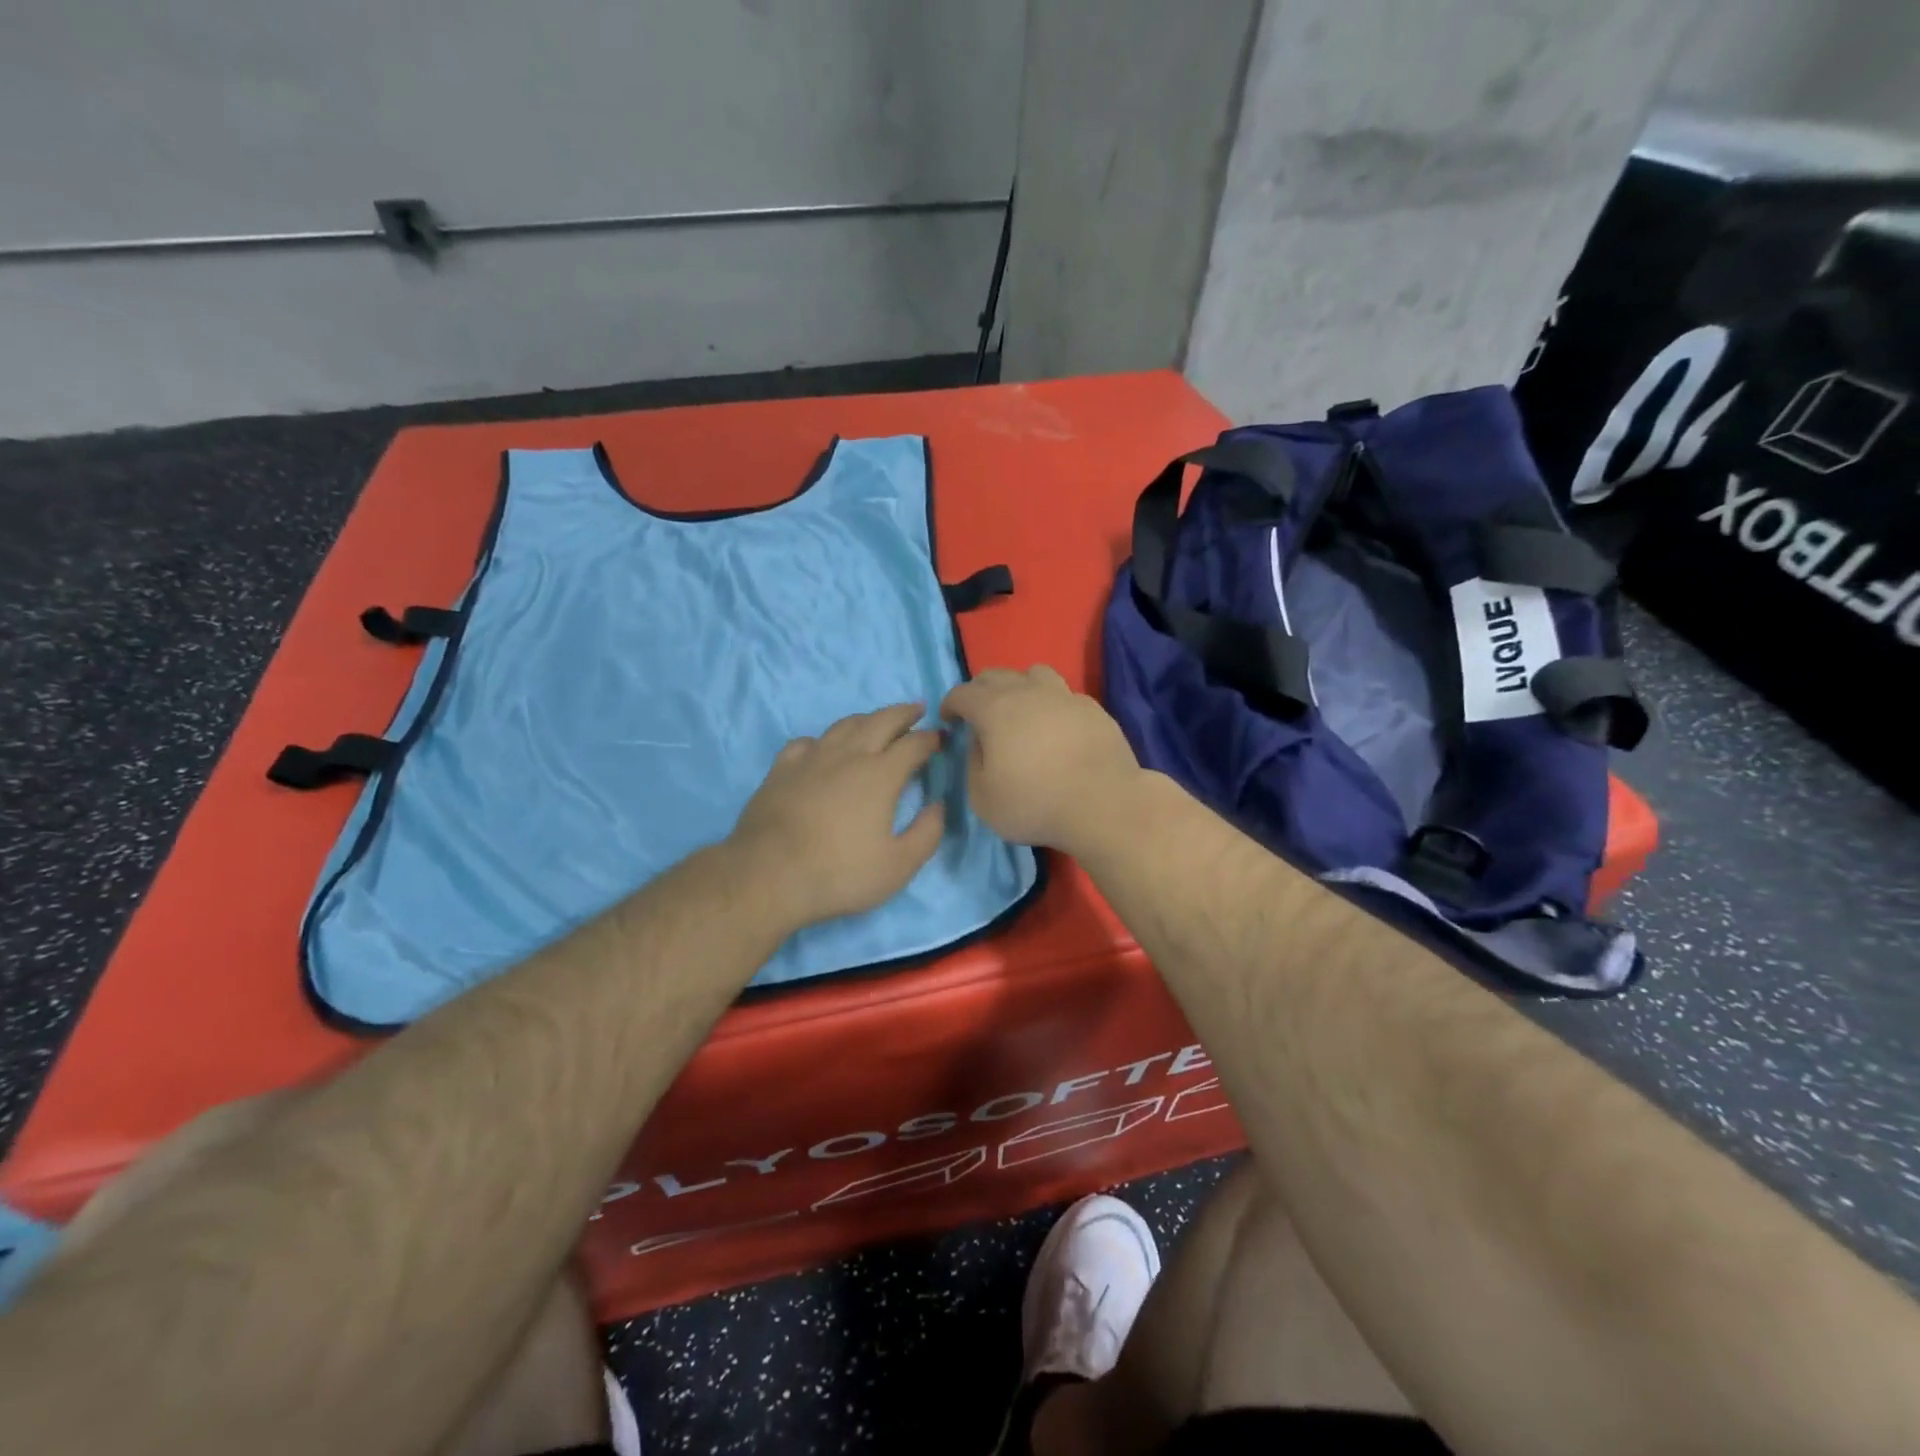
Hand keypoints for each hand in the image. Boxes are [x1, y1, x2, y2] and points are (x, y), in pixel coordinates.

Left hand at [729, 703, 945, 929]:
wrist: (769, 874)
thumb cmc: (839, 872)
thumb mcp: (898, 866)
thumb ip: (927, 834)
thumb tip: (938, 806)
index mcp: (881, 774)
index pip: (914, 744)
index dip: (931, 739)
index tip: (940, 739)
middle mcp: (849, 755)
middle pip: (882, 721)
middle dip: (904, 713)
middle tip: (917, 710)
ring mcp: (812, 758)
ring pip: (845, 725)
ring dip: (867, 719)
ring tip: (877, 722)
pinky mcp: (783, 768)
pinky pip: (808, 741)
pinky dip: (824, 739)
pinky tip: (824, 749)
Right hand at [940, 666, 1142, 853]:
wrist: (1104, 805)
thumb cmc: (1035, 804)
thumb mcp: (983, 798)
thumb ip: (973, 764)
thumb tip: (980, 743)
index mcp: (995, 709)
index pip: (962, 693)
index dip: (950, 704)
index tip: (948, 719)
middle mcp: (1029, 692)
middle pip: (996, 675)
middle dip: (980, 690)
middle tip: (978, 713)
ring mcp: (1065, 696)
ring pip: (1035, 674)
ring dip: (1019, 686)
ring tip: (1020, 710)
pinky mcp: (1093, 709)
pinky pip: (1064, 695)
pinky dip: (1052, 704)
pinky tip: (1055, 727)